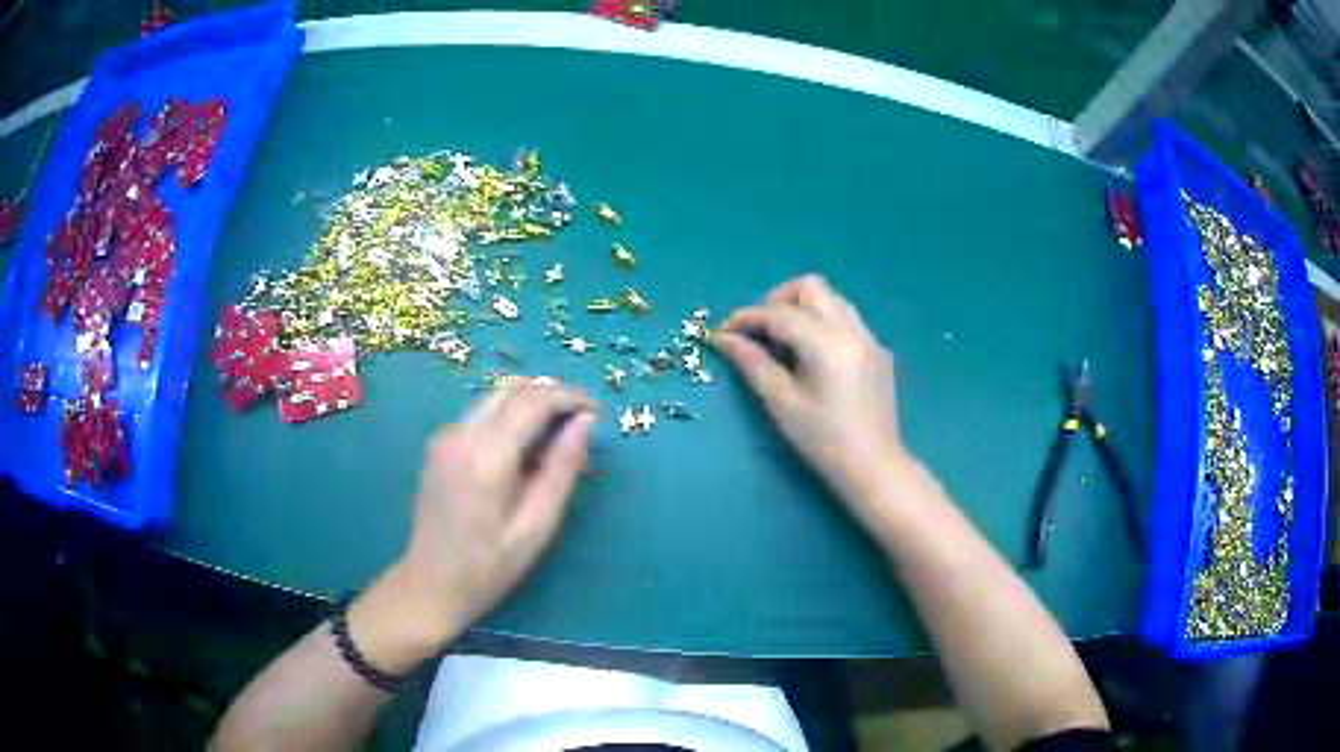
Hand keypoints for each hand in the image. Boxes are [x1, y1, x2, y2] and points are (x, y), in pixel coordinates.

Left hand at [353, 381, 596, 660]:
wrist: (430, 584)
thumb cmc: (489, 566)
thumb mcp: (537, 526)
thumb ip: (562, 469)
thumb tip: (585, 423)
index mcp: (486, 455)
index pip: (533, 400)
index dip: (570, 398)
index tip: (598, 412)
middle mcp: (460, 433)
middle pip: (512, 389)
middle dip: (551, 396)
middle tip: (580, 425)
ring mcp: (444, 436)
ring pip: (495, 398)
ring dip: (529, 406)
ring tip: (556, 442)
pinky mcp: (439, 445)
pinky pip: (481, 415)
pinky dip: (509, 419)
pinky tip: (523, 453)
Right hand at [716, 275, 907, 522]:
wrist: (873, 466)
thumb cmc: (822, 440)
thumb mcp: (781, 402)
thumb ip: (752, 362)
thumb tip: (725, 339)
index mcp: (826, 343)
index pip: (779, 313)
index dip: (746, 318)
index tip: (723, 333)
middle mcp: (851, 330)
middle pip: (811, 287)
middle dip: (778, 301)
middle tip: (761, 333)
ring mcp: (869, 338)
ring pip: (831, 299)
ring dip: (803, 310)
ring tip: (786, 344)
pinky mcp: (877, 352)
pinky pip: (846, 320)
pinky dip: (823, 325)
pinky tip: (814, 359)